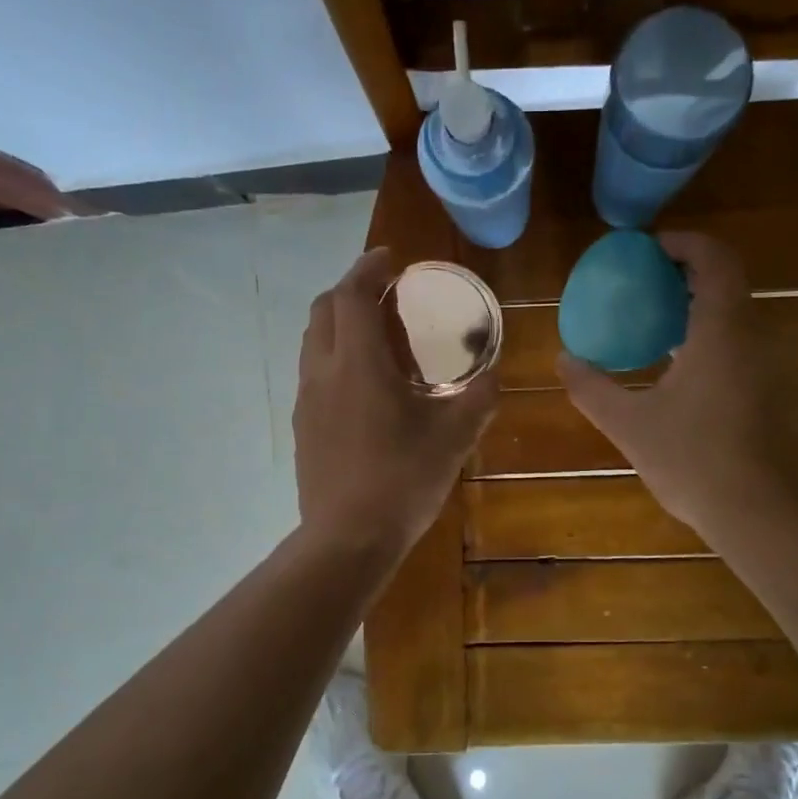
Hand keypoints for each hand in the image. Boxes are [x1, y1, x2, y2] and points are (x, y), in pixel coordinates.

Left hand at [294, 247, 497, 557]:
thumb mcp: (454, 438)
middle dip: (351, 289)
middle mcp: (323, 371)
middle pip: (324, 309)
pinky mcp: (302, 426)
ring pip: (313, 341)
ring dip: (339, 322)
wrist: (348, 539)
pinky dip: (334, 356)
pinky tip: (363, 384)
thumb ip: (479, 398)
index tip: (391, 259)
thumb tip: (495, 373)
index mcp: (358, 363)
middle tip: (386, 294)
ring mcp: (306, 400)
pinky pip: (314, 372)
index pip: (352, 294)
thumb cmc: (403, 481)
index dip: (368, 268)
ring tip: (375, 334)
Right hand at [558, 232, 793, 536]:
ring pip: (737, 316)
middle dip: (687, 274)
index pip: (715, 260)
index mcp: (721, 332)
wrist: (757, 513)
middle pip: (727, 283)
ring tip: (656, 326)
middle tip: (645, 285)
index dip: (685, 243)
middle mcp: (753, 339)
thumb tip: (564, 360)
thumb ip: (592, 388)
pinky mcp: (773, 394)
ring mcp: (769, 367)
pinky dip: (711, 338)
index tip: (650, 249)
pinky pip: (742, 345)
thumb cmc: (692, 460)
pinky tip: (680, 372)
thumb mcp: (629, 424)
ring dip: (699, 308)